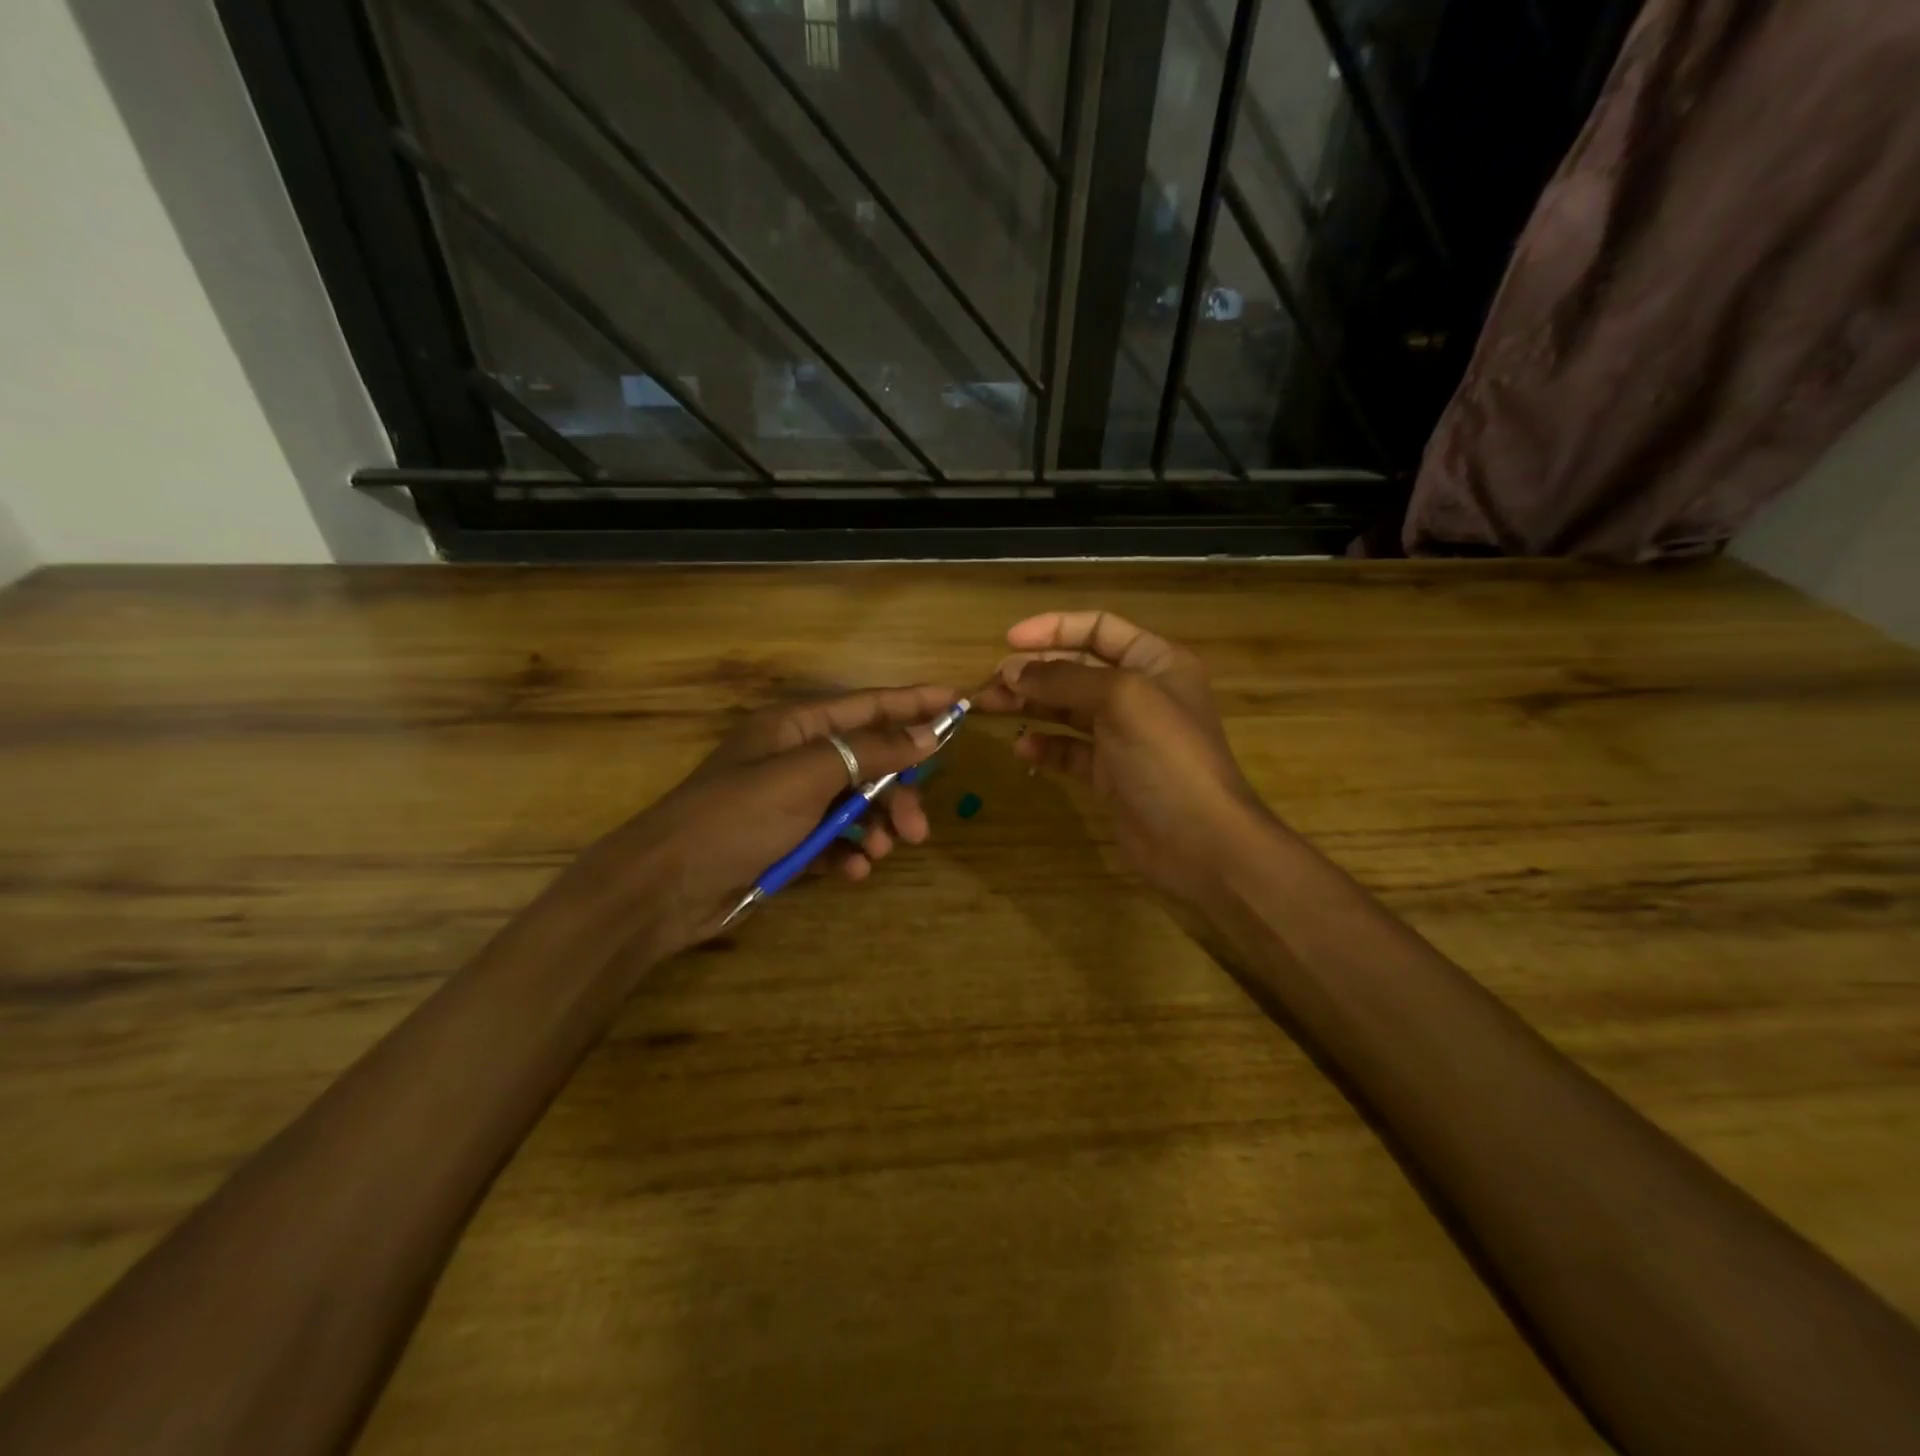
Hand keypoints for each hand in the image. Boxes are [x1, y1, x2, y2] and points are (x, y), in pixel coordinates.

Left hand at [573, 684, 956, 957]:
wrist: (667, 887)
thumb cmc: (736, 816)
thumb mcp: (807, 776)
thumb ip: (869, 751)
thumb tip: (927, 734)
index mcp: (796, 726)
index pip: (867, 705)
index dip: (913, 704)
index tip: (958, 703)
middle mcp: (797, 757)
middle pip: (869, 761)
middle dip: (896, 791)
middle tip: (918, 827)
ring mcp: (791, 802)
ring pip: (856, 804)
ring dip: (875, 827)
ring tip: (881, 853)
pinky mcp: (787, 841)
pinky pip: (834, 839)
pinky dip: (848, 853)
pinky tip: (851, 871)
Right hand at [976, 611, 1265, 913]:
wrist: (1201, 843)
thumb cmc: (1167, 758)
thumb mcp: (1120, 700)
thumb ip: (1064, 679)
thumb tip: (1010, 670)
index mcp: (1155, 661)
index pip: (1099, 628)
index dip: (1054, 628)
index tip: (1009, 640)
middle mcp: (1140, 693)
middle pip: (1077, 669)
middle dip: (1033, 671)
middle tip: (990, 683)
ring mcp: (1124, 736)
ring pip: (1068, 709)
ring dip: (1031, 705)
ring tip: (991, 707)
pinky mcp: (1111, 774)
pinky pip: (1069, 750)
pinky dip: (1045, 746)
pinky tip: (1022, 749)